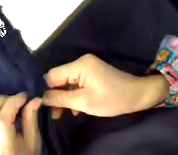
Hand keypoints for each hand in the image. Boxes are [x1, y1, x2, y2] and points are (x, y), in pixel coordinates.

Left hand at [0, 91, 41, 154]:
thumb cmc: (26, 152)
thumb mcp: (33, 140)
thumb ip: (31, 120)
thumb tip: (35, 99)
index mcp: (5, 145)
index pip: (3, 120)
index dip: (13, 103)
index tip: (24, 95)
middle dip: (0, 100)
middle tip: (14, 99)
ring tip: (3, 99)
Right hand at [43, 54, 168, 116]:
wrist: (137, 96)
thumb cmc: (112, 100)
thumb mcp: (84, 102)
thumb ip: (59, 99)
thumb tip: (40, 97)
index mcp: (79, 65)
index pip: (52, 75)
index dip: (46, 90)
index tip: (44, 106)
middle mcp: (82, 63)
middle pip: (59, 79)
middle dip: (56, 96)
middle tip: (56, 115)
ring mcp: (88, 68)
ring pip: (67, 83)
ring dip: (65, 98)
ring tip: (64, 114)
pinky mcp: (93, 74)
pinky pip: (77, 84)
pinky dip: (74, 96)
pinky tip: (76, 109)